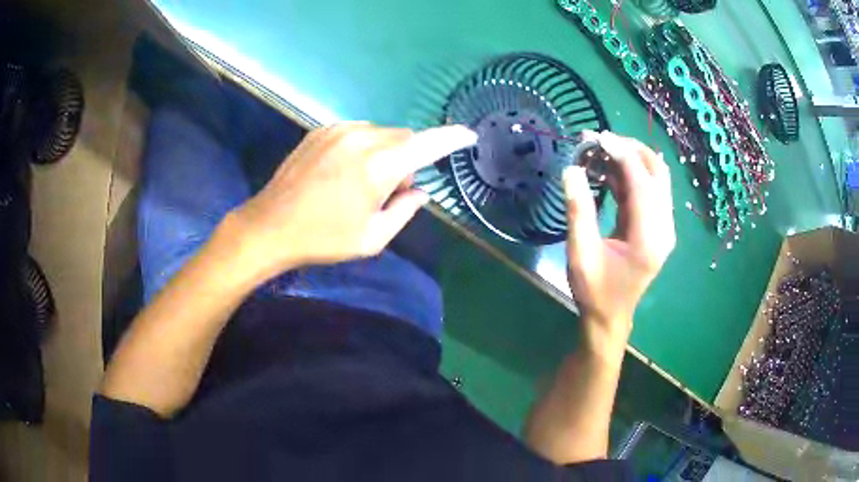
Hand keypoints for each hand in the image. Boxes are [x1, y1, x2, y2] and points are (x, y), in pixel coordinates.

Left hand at [228, 122, 476, 280]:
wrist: (270, 225)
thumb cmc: (323, 238)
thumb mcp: (372, 238)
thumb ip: (405, 211)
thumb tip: (421, 192)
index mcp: (379, 166)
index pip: (427, 144)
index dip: (451, 138)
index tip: (468, 135)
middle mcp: (362, 138)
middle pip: (404, 137)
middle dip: (408, 159)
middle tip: (391, 189)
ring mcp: (339, 130)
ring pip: (382, 133)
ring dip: (385, 153)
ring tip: (362, 182)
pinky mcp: (321, 130)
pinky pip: (358, 131)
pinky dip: (364, 147)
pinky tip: (343, 171)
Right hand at [563, 131, 675, 346]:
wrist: (611, 317)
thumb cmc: (595, 291)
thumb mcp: (581, 253)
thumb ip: (578, 210)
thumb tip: (571, 169)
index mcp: (649, 237)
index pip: (642, 182)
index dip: (622, 154)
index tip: (596, 136)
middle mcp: (664, 228)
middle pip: (657, 172)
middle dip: (630, 149)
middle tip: (598, 141)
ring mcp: (664, 226)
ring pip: (654, 177)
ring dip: (630, 159)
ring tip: (598, 152)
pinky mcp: (657, 226)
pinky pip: (648, 190)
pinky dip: (629, 175)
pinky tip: (606, 171)